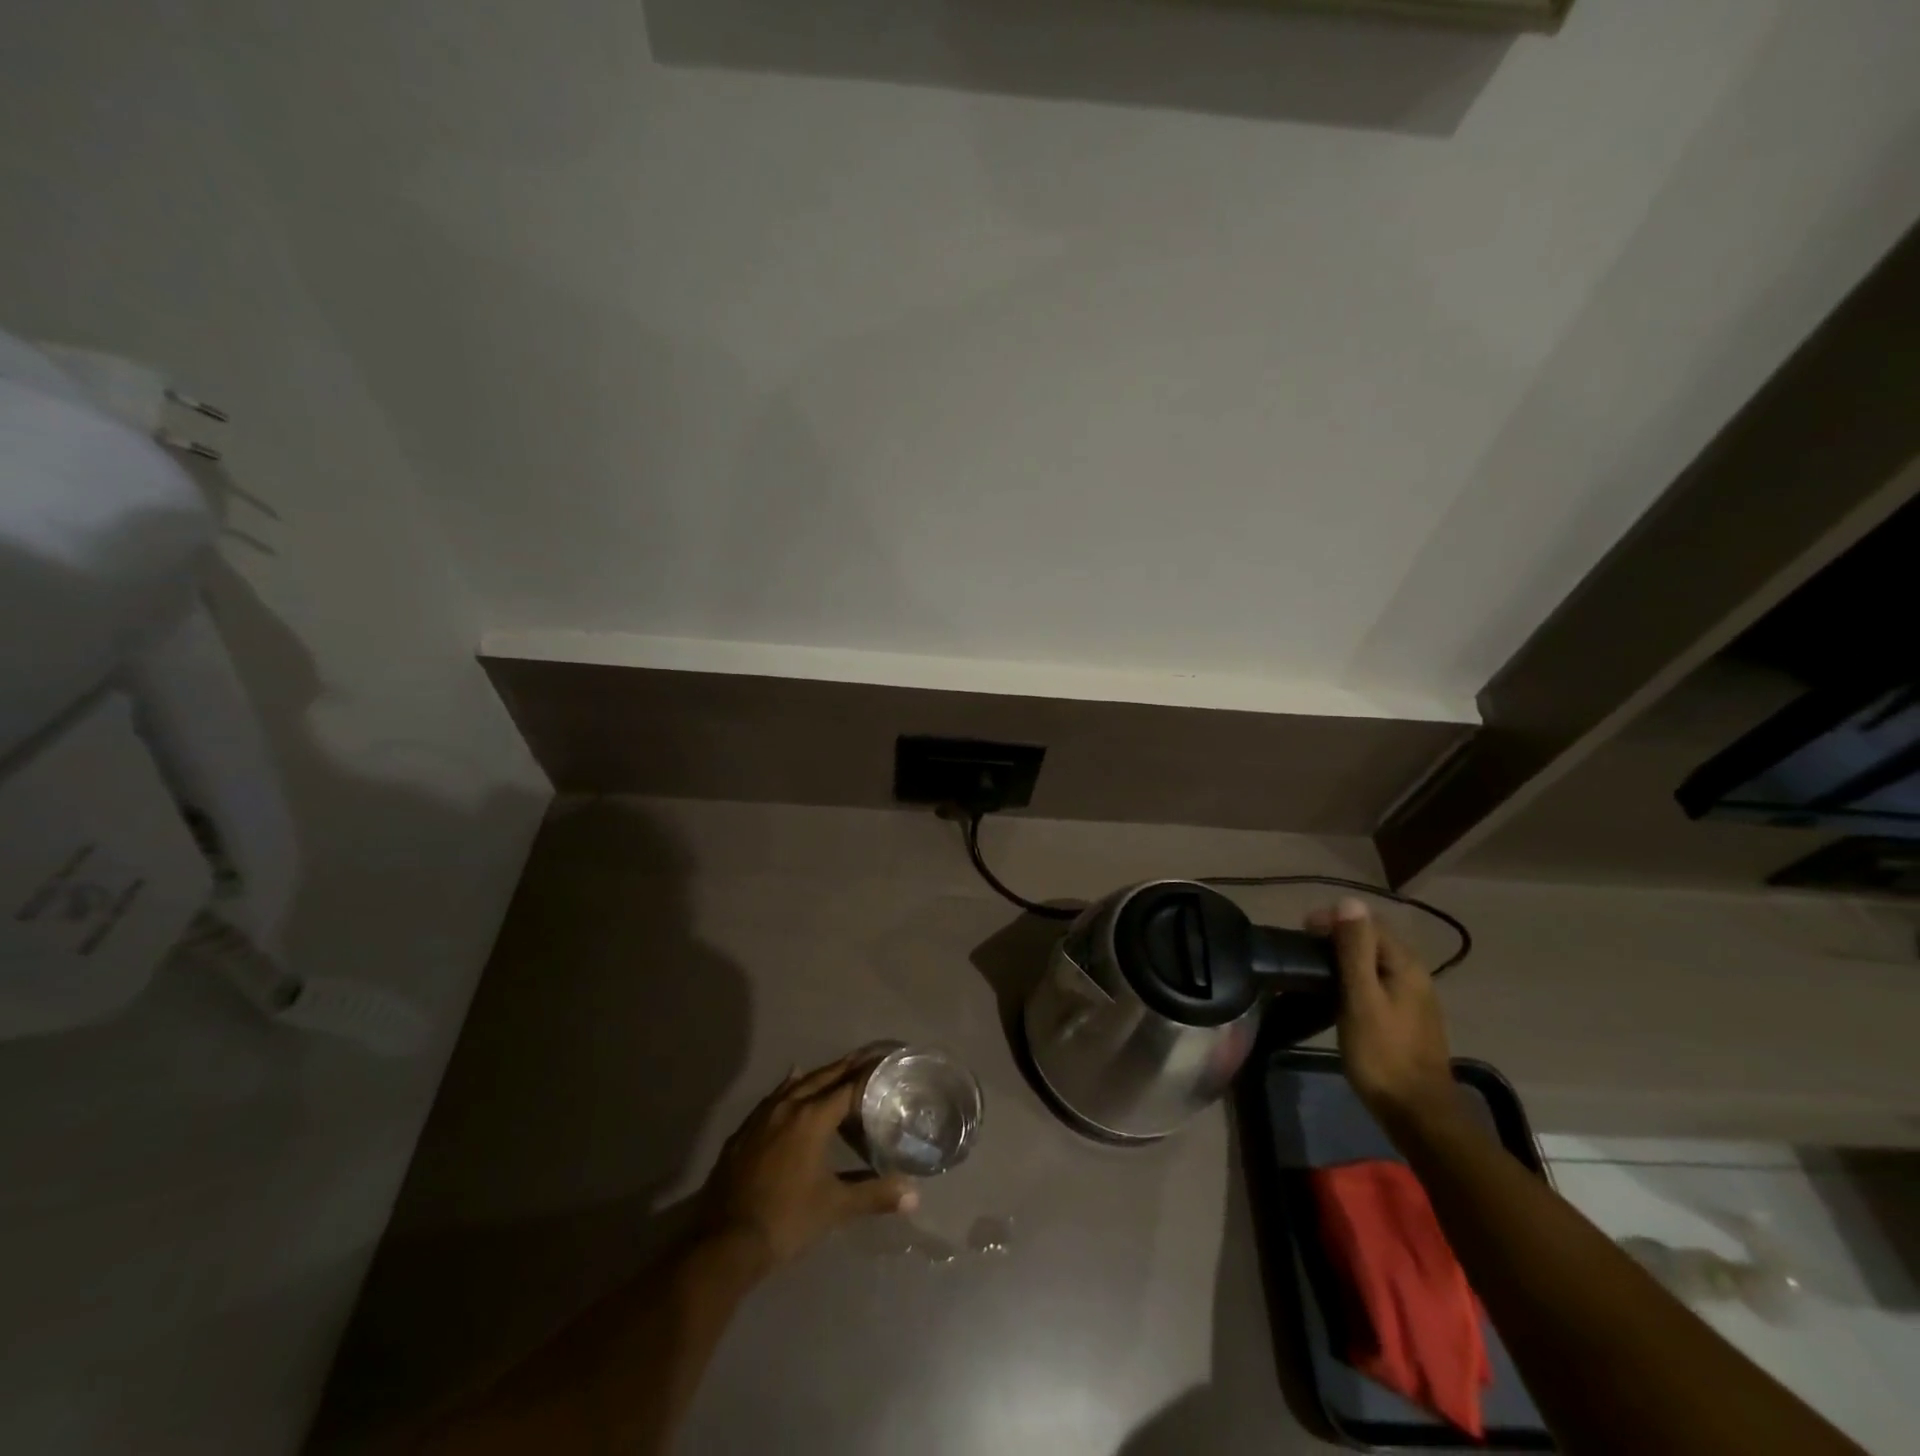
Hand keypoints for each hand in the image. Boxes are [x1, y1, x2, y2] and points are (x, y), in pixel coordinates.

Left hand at [697, 1051, 918, 1275]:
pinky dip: (789, 1088)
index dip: (869, 1075)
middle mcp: (788, 1107)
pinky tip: (790, 1085)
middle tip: (867, 1057)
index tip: (886, 1064)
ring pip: (795, 1085)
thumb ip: (874, 1195)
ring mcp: (762, 1117)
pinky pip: (773, 1098)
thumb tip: (914, 1195)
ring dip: (818, 1076)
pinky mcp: (743, 1132)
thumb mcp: (835, 1208)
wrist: (724, 1243)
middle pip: (822, 1078)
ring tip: (836, 1070)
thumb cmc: (786, 1220)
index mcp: (812, 1118)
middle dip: (846, 1067)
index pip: (848, 1087)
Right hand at [1309, 898, 1457, 1130]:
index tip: (1301, 932)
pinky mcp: (1404, 1017)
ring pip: (1373, 961)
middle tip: (1302, 951)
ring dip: (1343, 957)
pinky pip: (1375, 981)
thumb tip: (1348, 902)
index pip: (1367, 922)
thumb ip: (1354, 950)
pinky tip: (1335, 993)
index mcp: (1405, 964)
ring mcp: (1412, 997)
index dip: (1333, 920)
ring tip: (1312, 970)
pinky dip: (1353, 978)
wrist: (1417, 1112)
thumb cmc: (1382, 1053)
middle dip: (1336, 936)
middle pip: (1372, 939)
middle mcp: (1414, 973)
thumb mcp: (1361, 998)